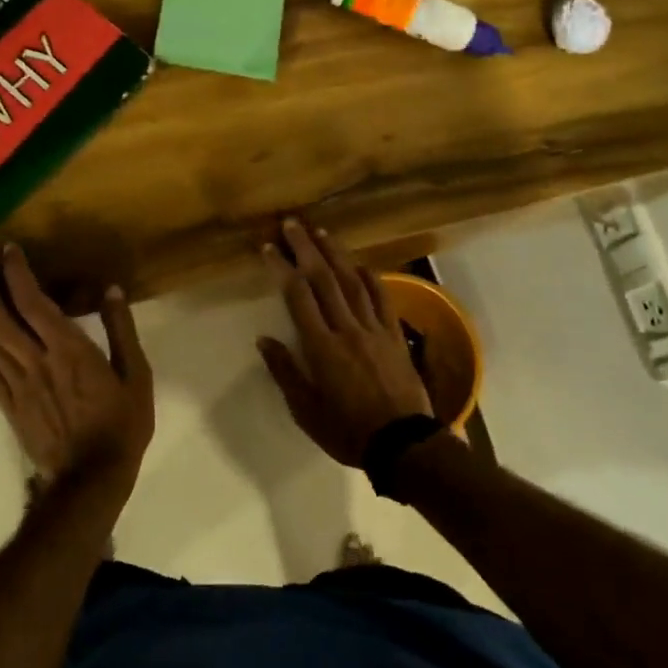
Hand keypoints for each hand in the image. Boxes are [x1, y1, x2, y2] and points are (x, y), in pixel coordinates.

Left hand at [0, 245, 154, 488]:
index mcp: (68, 349)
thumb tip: (111, 290)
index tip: (9, 249)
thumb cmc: (121, 424)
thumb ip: (122, 330)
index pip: (32, 301)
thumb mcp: (137, 375)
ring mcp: (16, 383)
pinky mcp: (8, 403)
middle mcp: (35, 360)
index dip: (16, 272)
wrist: (90, 478)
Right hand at [257, 218, 432, 467]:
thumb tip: (264, 339)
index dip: (282, 268)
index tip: (269, 248)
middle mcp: (347, 329)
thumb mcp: (306, 411)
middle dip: (305, 248)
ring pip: (353, 281)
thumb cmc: (347, 431)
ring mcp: (374, 329)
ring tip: (320, 232)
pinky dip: (370, 277)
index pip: (298, 297)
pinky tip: (359, 263)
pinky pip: (382, 298)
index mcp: (321, 348)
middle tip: (291, 224)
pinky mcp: (395, 334)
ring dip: (336, 254)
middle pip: (324, 279)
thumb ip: (285, 372)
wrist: (403, 444)